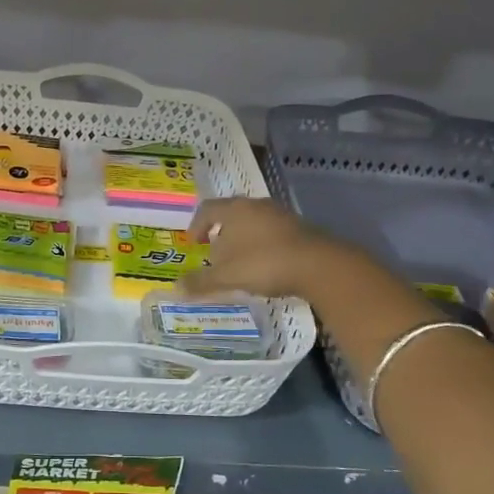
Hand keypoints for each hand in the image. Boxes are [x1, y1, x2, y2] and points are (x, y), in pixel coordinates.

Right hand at [181, 197, 347, 298]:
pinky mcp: (300, 228)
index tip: (194, 243)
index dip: (196, 225)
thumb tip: (175, 288)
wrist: (319, 265)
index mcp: (235, 209)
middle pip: (231, 214)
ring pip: (253, 223)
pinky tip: (265, 266)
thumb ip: (200, 281)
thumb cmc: (264, 263)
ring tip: (240, 263)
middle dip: (220, 233)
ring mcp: (281, 214)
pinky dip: (263, 245)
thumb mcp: (227, 276)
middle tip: (215, 254)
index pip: (207, 209)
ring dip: (243, 240)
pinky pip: (272, 233)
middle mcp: (256, 205)